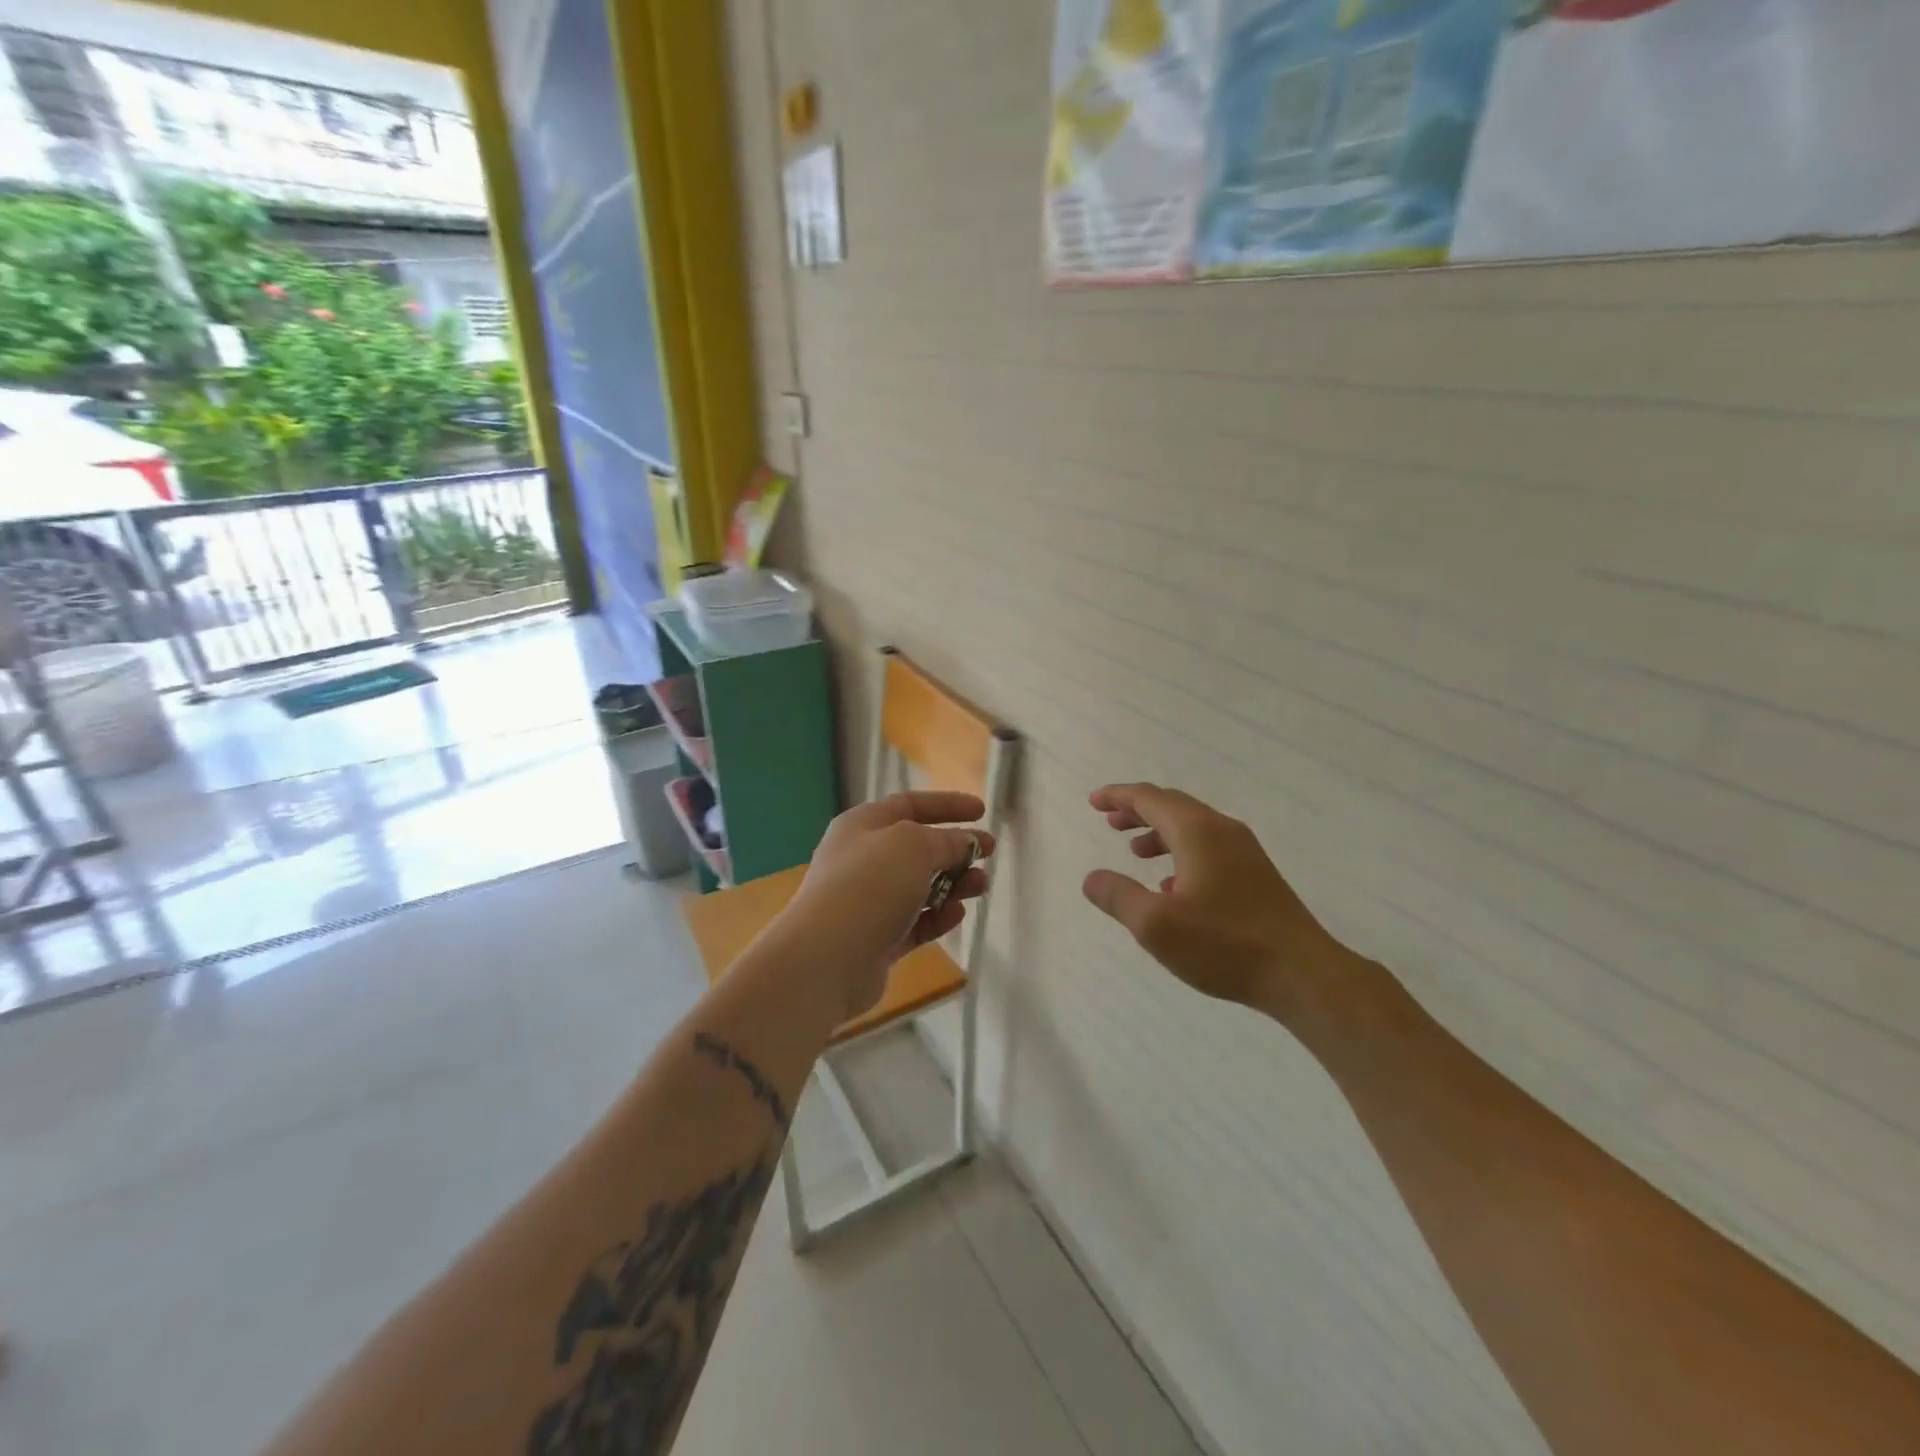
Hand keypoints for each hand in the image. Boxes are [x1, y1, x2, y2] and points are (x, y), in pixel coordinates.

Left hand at [779, 791, 993, 1022]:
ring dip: (954, 884)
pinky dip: (937, 917)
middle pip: (918, 847)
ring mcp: (868, 902)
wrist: (825, 958)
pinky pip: (914, 922)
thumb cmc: (868, 886)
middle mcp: (862, 859)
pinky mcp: (876, 940)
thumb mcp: (913, 846)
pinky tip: (957, 916)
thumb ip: (946, 841)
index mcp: (863, 826)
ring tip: (980, 887)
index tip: (983, 811)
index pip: (910, 805)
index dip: (947, 805)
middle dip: (956, 849)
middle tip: (988, 855)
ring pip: (920, 887)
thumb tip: (966, 842)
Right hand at [1082, 783, 1349, 1023]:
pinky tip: (1172, 886)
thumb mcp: (1156, 925)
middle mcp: (1222, 831)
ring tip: (1135, 852)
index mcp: (1197, 832)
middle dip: (1137, 811)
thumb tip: (1092, 878)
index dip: (1118, 797)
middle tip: (1109, 822)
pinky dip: (1181, 853)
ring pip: (1192, 828)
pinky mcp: (1256, 876)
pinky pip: (1209, 849)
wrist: (1303, 974)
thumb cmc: (1225, 945)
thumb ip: (1118, 897)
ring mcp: (1244, 853)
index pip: (1150, 798)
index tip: (1094, 802)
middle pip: (1172, 806)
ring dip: (1159, 833)